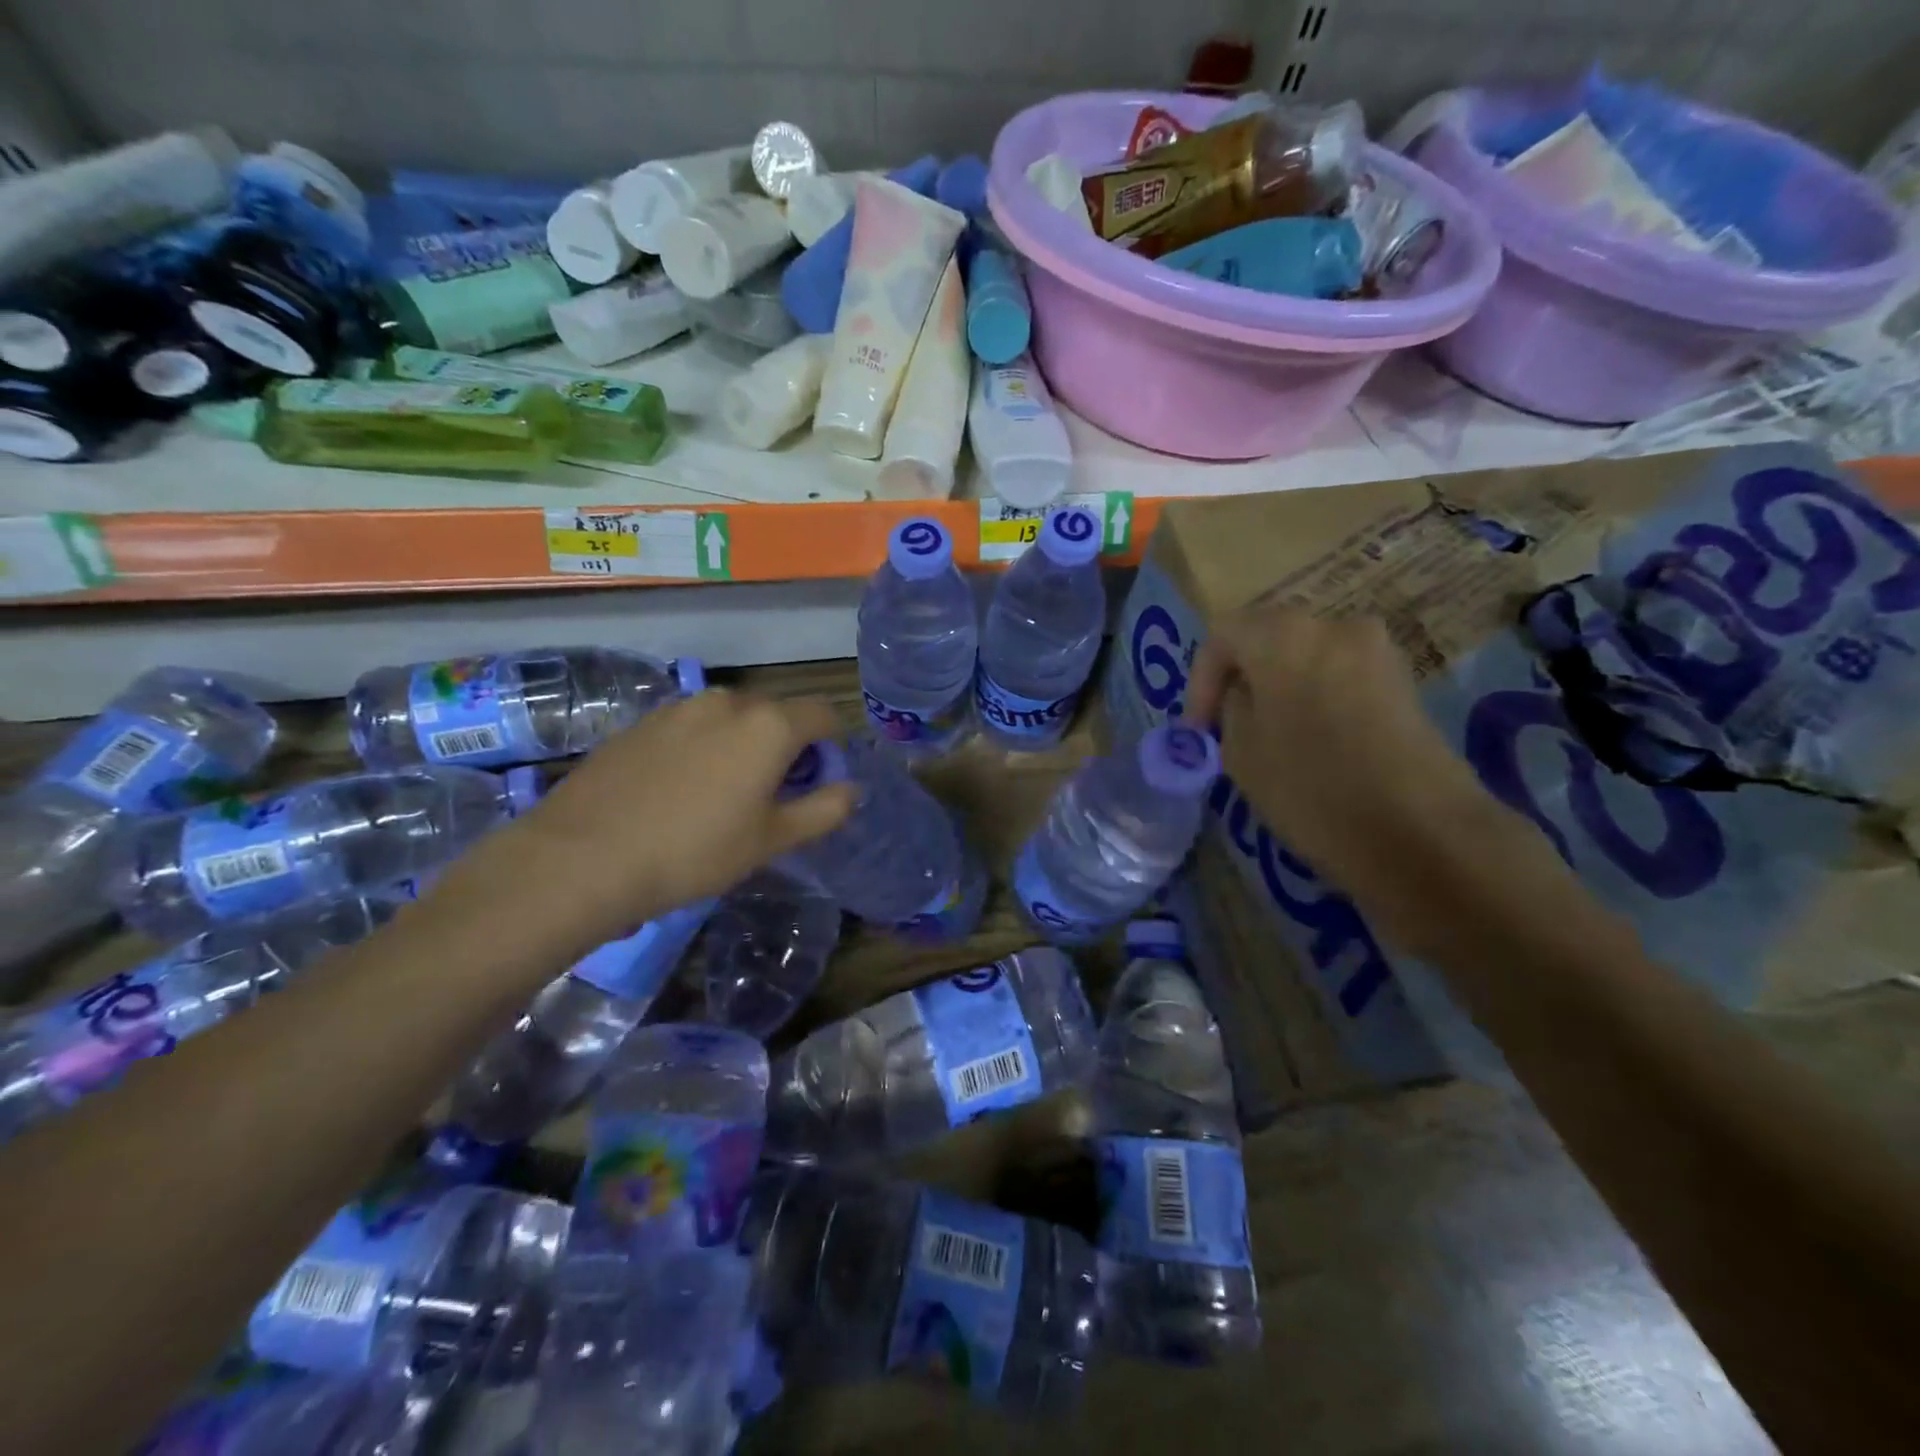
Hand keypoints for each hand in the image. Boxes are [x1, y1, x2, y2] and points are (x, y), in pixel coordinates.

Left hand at [445, 690, 855, 954]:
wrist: (581, 858)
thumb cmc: (694, 851)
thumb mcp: (771, 840)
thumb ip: (823, 810)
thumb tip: (852, 788)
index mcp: (768, 724)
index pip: (822, 714)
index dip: (833, 742)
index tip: (825, 776)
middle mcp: (726, 701)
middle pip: (775, 714)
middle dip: (786, 746)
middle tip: (775, 794)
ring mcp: (677, 708)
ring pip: (730, 720)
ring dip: (742, 745)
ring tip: (724, 795)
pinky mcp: (639, 724)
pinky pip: (690, 729)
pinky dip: (701, 749)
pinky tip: (678, 792)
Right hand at [1185, 604, 1499, 910]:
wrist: (1419, 833)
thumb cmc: (1309, 787)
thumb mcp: (1239, 751)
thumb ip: (1231, 709)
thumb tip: (1244, 695)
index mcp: (1284, 634)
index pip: (1223, 636)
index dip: (1200, 681)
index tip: (1197, 729)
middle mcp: (1333, 625)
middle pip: (1268, 641)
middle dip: (1241, 681)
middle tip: (1225, 727)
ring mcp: (1377, 652)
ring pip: (1306, 660)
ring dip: (1279, 691)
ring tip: (1267, 738)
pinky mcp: (1404, 683)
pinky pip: (1340, 678)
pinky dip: (1315, 700)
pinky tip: (1310, 742)